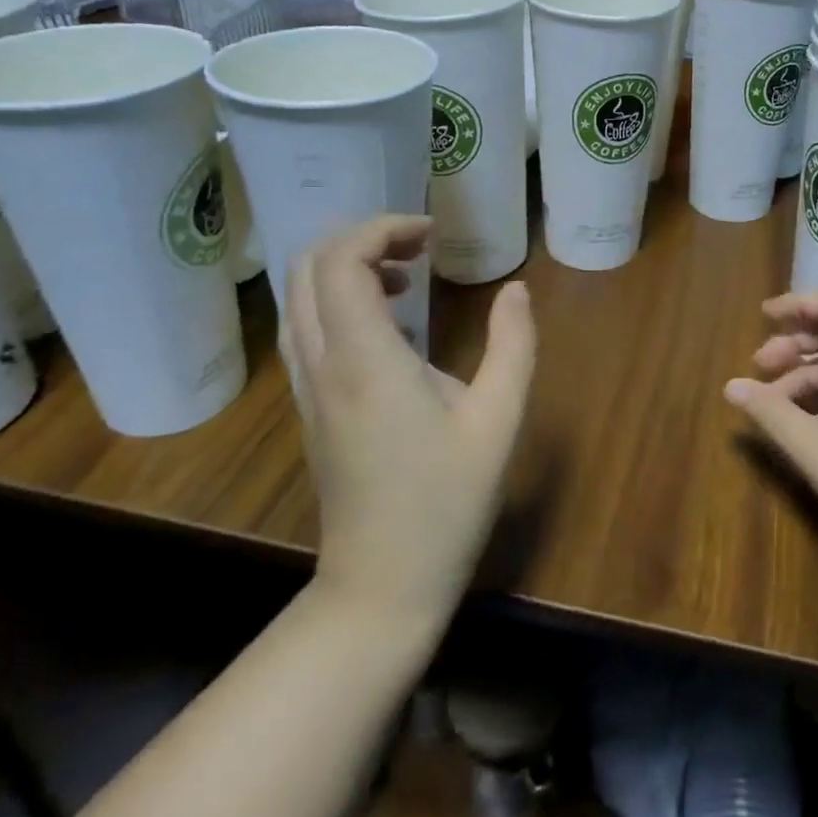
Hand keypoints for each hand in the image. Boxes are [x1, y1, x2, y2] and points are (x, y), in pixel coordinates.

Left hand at [283, 216, 535, 630]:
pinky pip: (308, 329)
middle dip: (360, 239)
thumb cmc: (445, 503)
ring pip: (299, 299)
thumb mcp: (499, 421)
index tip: (432, 234)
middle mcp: (323, 365)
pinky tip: (392, 325)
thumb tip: (517, 289)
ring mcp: (308, 388)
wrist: (380, 588)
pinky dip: (339, 302)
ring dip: (347, 269)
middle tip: (419, 247)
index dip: (381, 229)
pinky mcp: (311, 408)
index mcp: (365, 360)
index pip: (340, 262)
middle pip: (307, 269)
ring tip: (408, 277)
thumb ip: (514, 345)